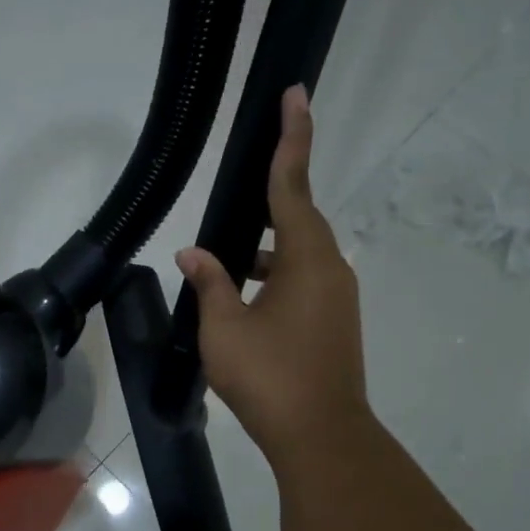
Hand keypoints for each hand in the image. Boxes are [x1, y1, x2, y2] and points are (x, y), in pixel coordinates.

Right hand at [175, 85, 370, 467]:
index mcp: (306, 258)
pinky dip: (274, 275)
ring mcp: (336, 297)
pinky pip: (302, 279)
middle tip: (246, 176)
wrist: (321, 436)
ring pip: (298, 253)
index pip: (293, 184)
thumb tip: (193, 252)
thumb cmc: (269, 377)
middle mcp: (330, 268)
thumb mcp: (224, 327)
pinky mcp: (334, 321)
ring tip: (225, 258)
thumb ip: (210, 282)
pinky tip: (243, 296)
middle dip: (272, 195)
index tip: (295, 94)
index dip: (292, 137)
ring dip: (266, 247)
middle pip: (299, 216)